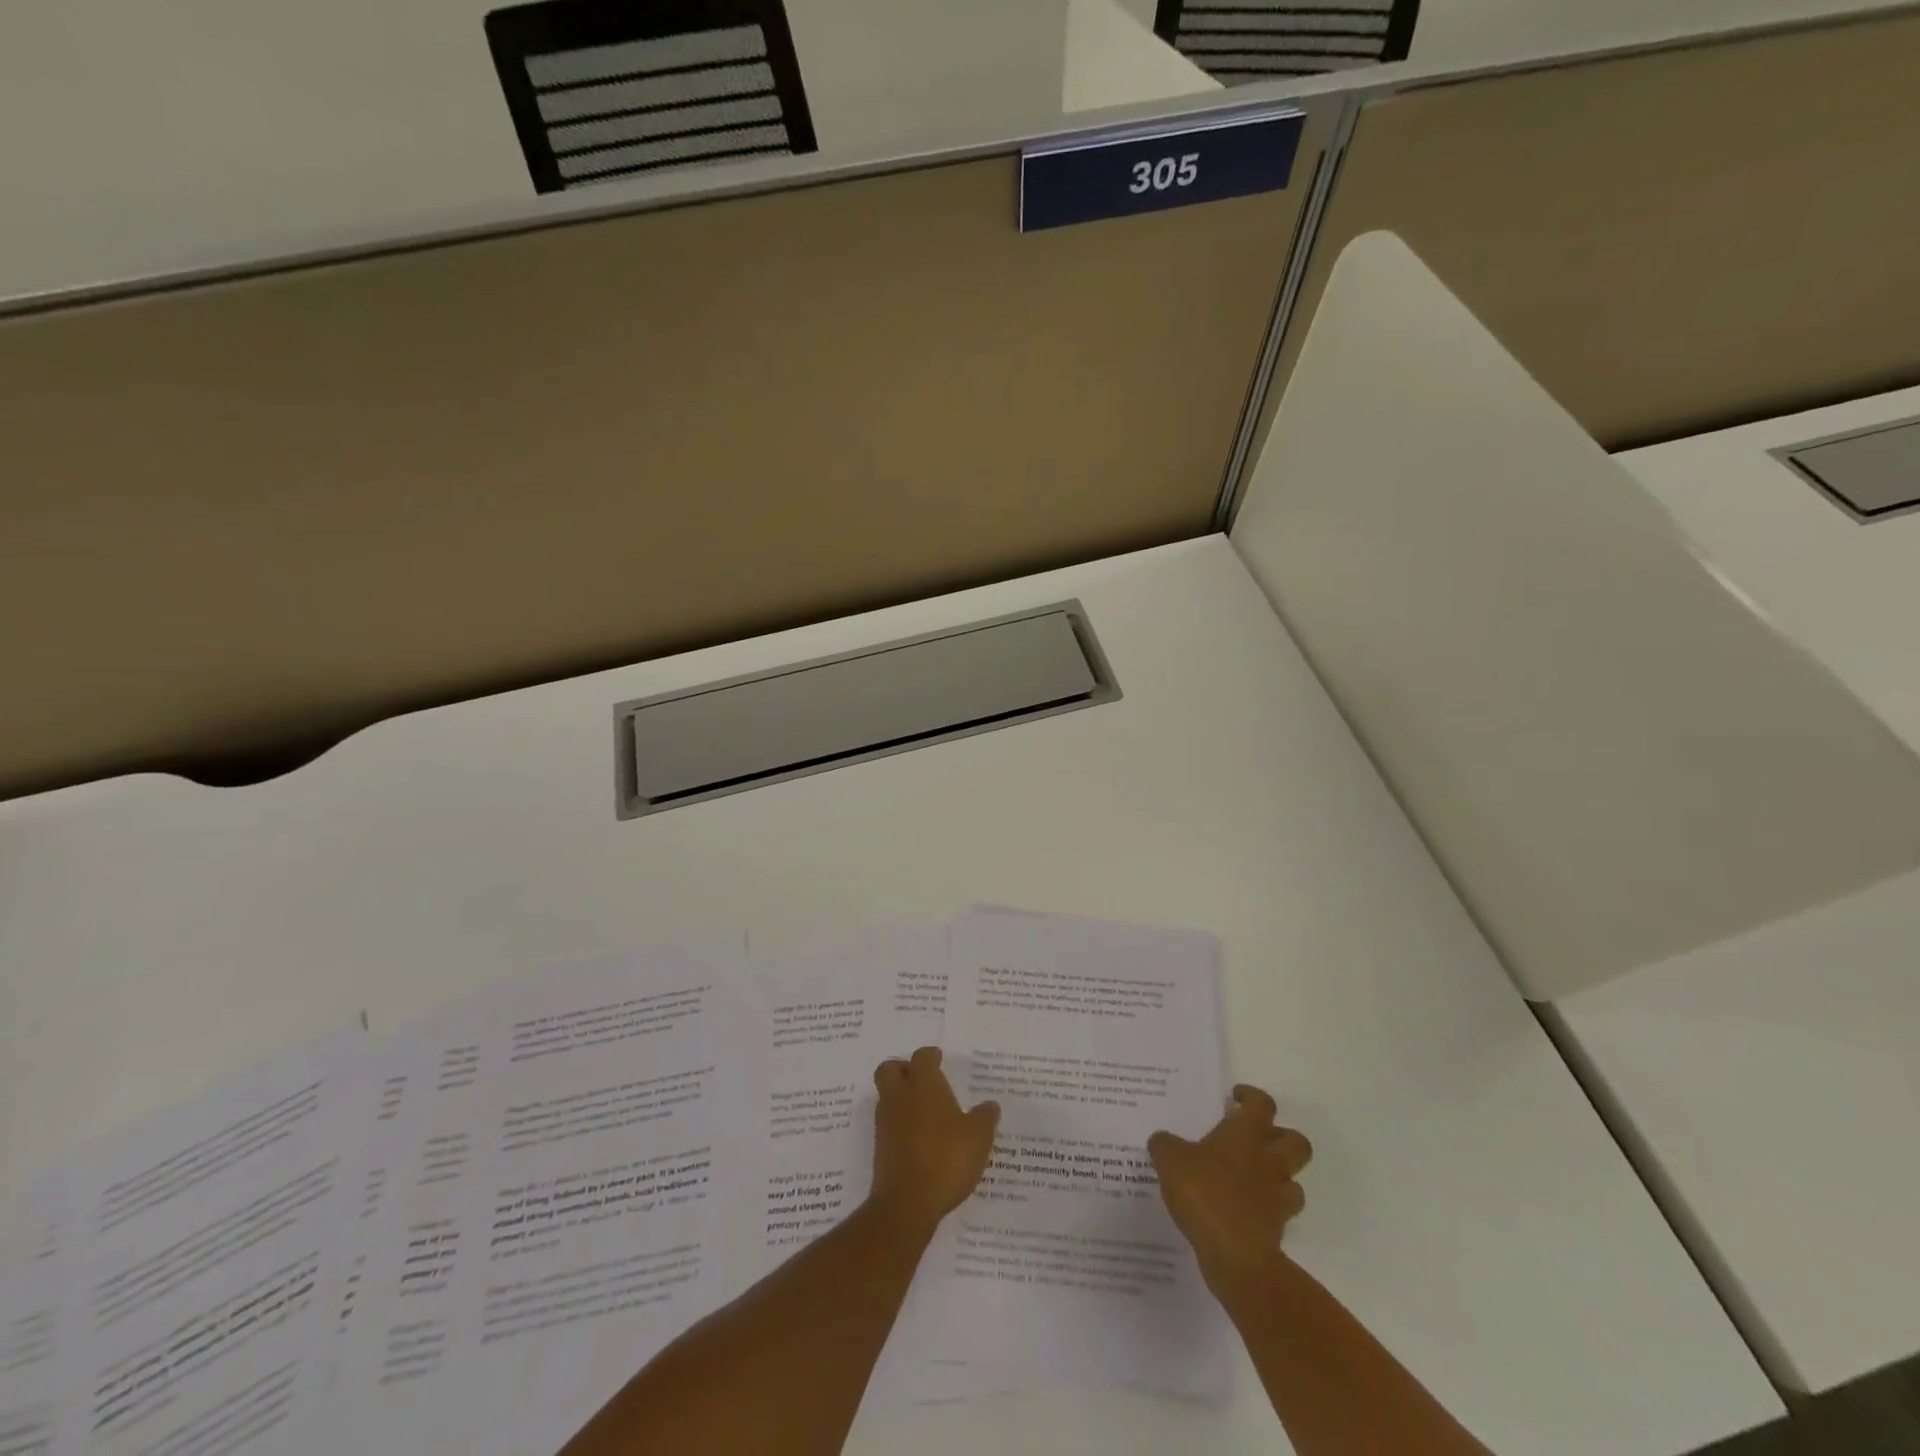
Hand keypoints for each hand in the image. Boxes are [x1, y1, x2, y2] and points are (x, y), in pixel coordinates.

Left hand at [870, 1047, 999, 1233]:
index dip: (931, 1056)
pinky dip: (900, 1125)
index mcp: (923, 1084)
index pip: (922, 1057)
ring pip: (887, 1096)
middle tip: (923, 1080)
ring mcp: (886, 1122)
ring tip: (926, 1113)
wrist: (907, 1203)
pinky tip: (920, 1140)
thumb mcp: (978, 1137)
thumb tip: (990, 1105)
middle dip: (904, 1069)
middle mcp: (900, 1096)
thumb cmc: (946, 1159)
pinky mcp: (880, 1148)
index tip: (939, 1059)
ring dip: (901, 1098)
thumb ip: (985, 1117)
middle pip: (890, 1069)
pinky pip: (889, 1124)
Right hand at [1149, 1084, 1311, 1293]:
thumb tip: (1163, 1140)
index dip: (1251, 1097)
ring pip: (1294, 1178)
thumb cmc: (1205, 1194)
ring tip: (1251, 1177)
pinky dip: (1267, 1209)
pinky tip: (1243, 1210)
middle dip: (1280, 1136)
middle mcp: (1268, 1160)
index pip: (1262, 1104)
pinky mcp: (1277, 1228)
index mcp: (1245, 1135)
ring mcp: (1277, 1196)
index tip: (1236, 1098)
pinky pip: (1279, 1211)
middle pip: (1295, 1141)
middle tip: (1253, 1139)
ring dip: (1278, 1175)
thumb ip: (1164, 1145)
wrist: (1236, 1257)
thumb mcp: (1170, 1161)